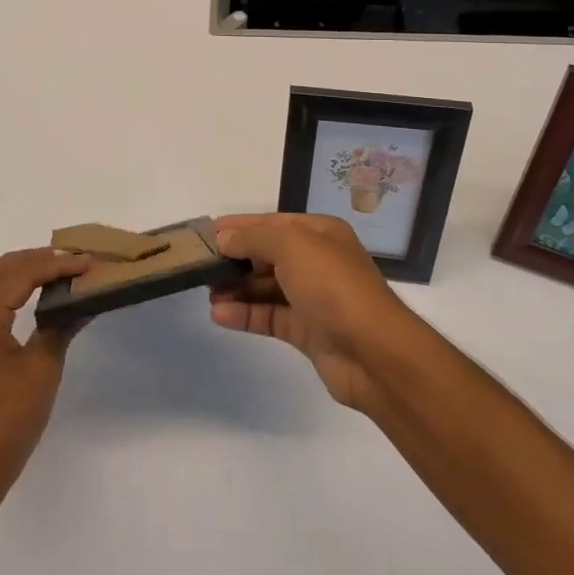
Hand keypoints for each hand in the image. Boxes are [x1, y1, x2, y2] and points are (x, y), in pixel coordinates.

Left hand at [0, 248, 90, 494]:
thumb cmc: (8, 420)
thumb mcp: (42, 369)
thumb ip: (60, 326)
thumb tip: (83, 301)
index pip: (19, 276)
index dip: (54, 266)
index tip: (87, 262)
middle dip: (32, 259)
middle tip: (69, 258)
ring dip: (15, 270)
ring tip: (49, 268)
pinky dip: (1, 287)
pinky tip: (23, 294)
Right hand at [208, 213, 420, 409]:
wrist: (373, 351)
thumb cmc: (332, 285)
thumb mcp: (291, 245)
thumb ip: (253, 238)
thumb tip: (225, 238)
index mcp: (320, 233)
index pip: (272, 223)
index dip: (240, 226)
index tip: (207, 232)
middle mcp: (317, 261)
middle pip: (268, 255)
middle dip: (235, 258)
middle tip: (200, 265)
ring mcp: (313, 298)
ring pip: (266, 287)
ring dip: (237, 288)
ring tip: (206, 291)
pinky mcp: (307, 331)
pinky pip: (269, 316)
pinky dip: (245, 314)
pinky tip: (219, 314)